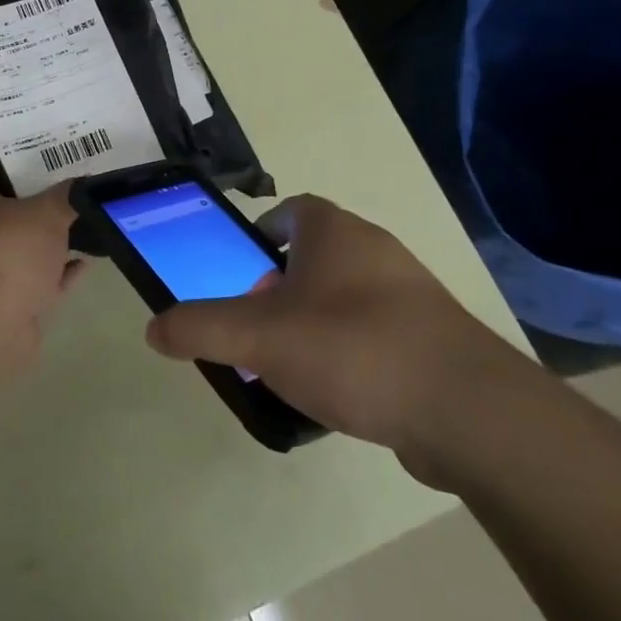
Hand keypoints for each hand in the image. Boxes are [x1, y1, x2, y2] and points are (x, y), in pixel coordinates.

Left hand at [0, 171, 85, 379]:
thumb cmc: (11, 250)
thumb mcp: (48, 212)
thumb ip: (67, 196)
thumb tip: (82, 184)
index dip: (13, 168)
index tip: (44, 164)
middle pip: (6, 214)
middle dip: (36, 207)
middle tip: (69, 196)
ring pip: (22, 251)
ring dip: (48, 245)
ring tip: (83, 229)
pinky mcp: (3, 305)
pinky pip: (35, 282)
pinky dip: (57, 275)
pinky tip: (85, 265)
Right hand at [144, 195, 523, 483]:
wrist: (467, 410)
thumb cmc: (352, 348)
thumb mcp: (259, 338)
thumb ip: (201, 328)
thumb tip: (153, 328)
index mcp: (334, 232)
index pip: (292, 211)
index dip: (262, 233)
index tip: (242, 266)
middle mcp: (375, 250)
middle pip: (315, 255)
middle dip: (280, 285)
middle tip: (256, 324)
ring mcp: (410, 293)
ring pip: (346, 294)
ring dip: (314, 319)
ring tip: (290, 364)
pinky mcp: (433, 337)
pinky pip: (376, 330)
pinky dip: (350, 349)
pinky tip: (338, 391)